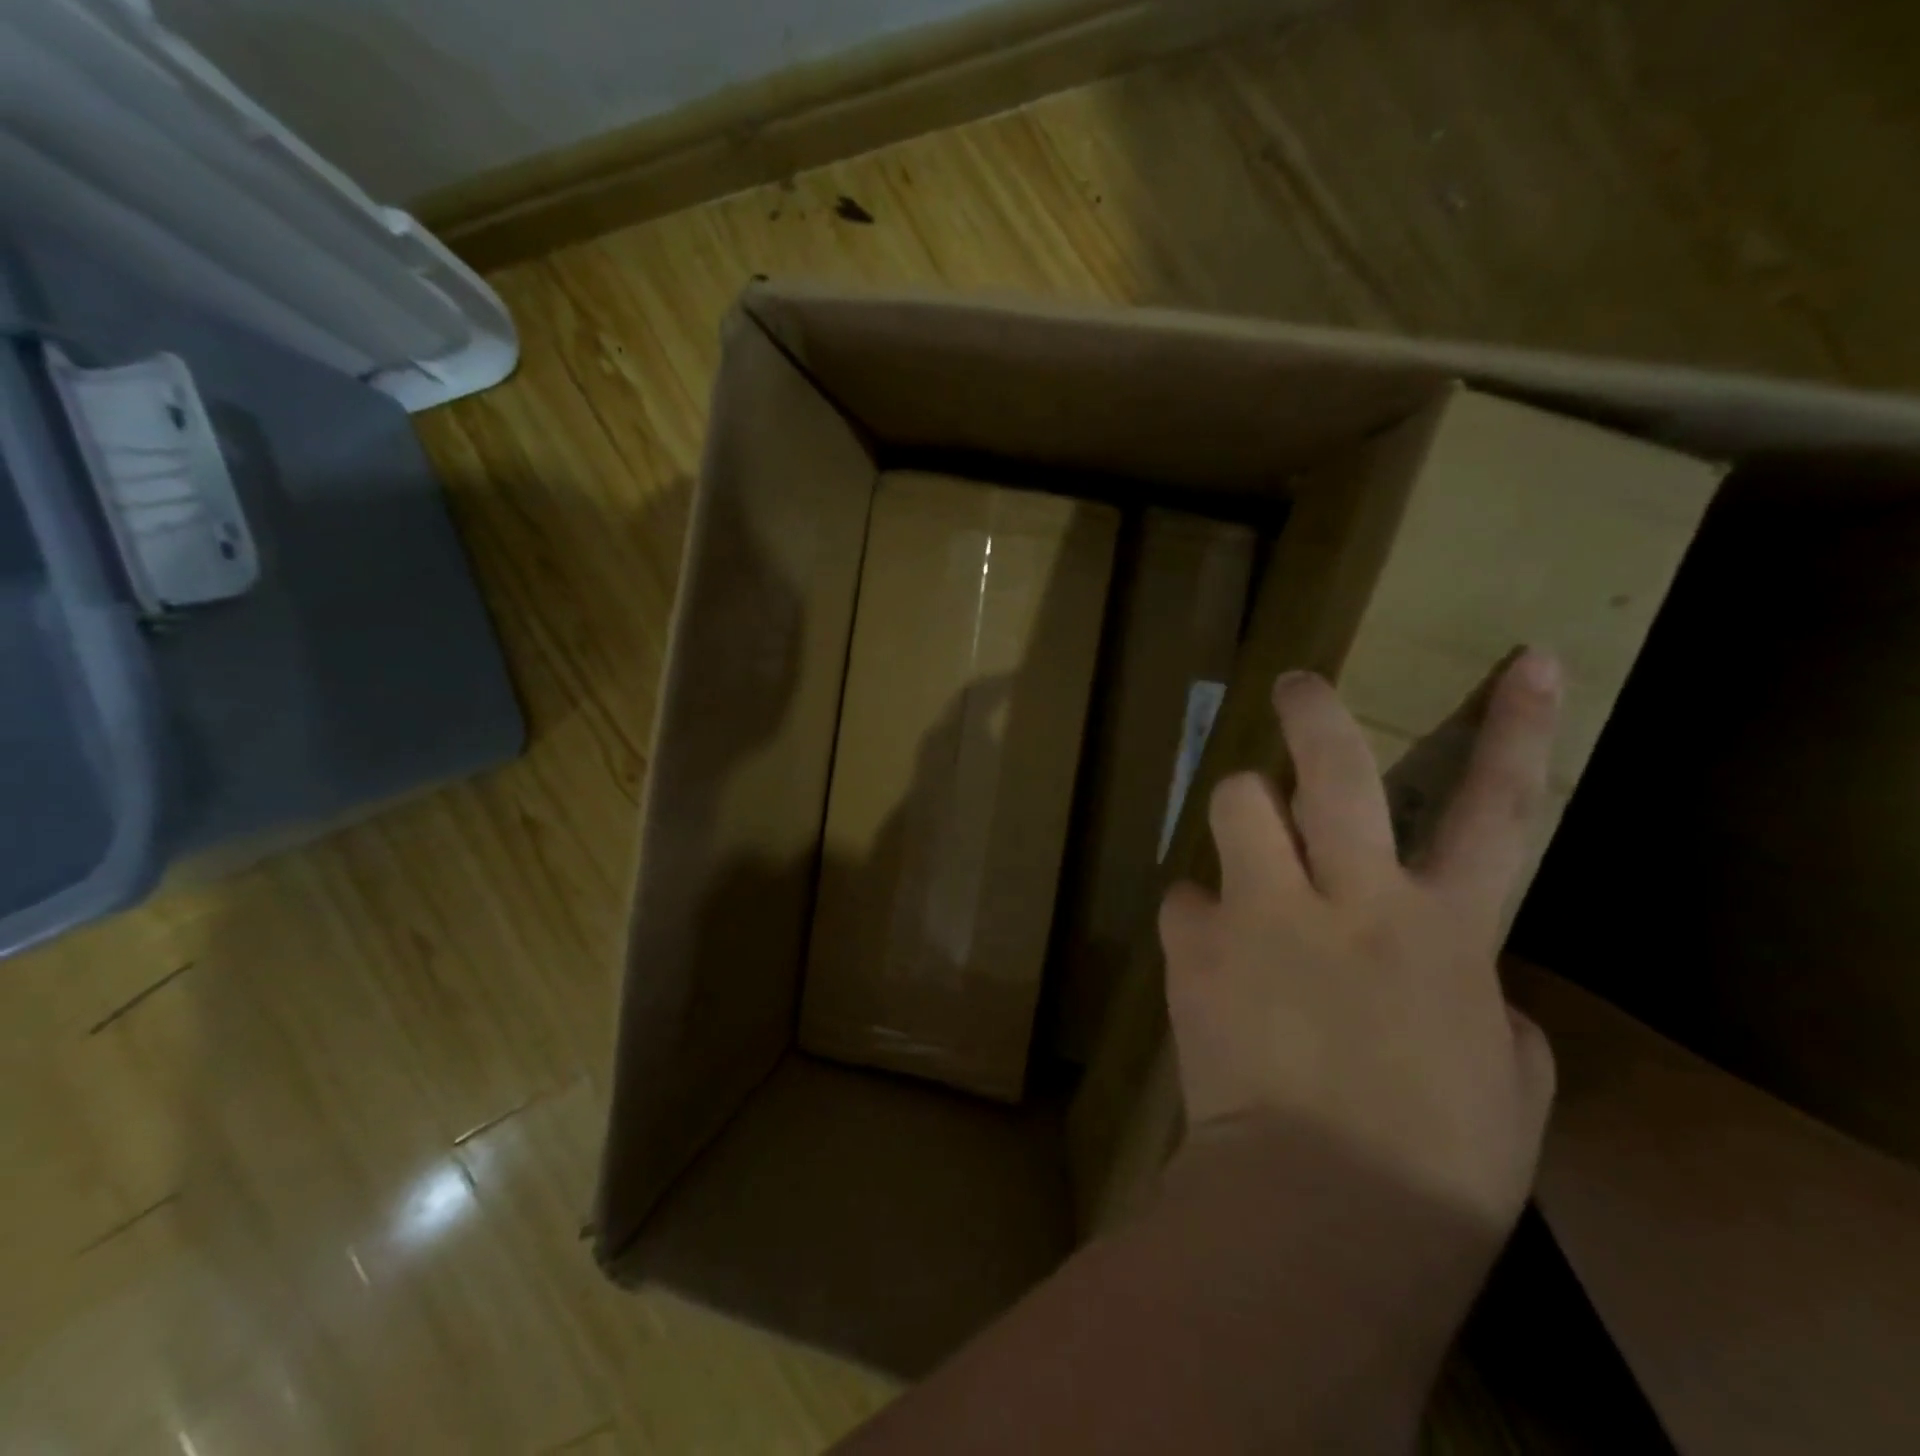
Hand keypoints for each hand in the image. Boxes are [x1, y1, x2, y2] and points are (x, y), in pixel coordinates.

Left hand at [1161, 651, 1561, 1230]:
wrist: (1317, 1209)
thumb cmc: (1436, 1162)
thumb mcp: (1506, 1078)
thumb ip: (1478, 998)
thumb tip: (1444, 968)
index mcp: (1445, 932)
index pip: (1500, 809)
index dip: (1519, 729)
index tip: (1526, 661)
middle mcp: (1348, 899)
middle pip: (1333, 771)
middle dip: (1315, 713)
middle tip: (1297, 684)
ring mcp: (1261, 913)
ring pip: (1236, 803)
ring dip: (1242, 808)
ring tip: (1247, 845)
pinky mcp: (1194, 944)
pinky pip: (1184, 897)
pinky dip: (1199, 912)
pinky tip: (1207, 951)